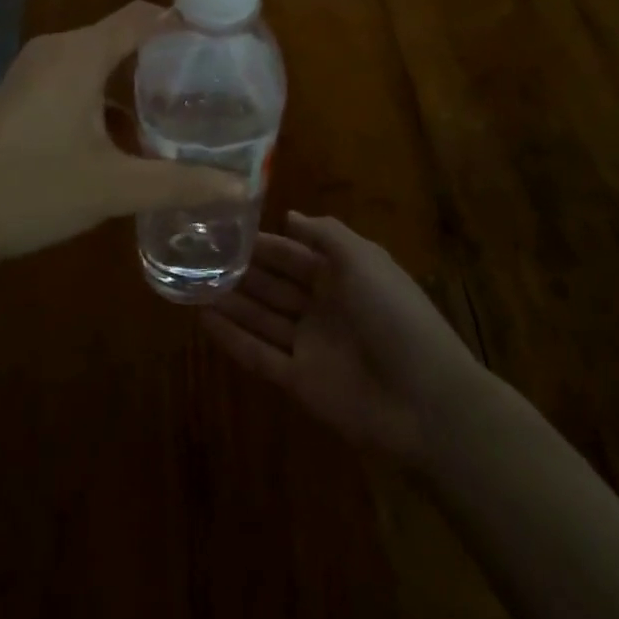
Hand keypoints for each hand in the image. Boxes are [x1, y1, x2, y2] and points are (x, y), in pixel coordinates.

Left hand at [0, 2, 247, 268]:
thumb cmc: (35, 190)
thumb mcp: (114, 188)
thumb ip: (180, 183)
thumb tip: (241, 187)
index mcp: (79, 54)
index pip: (142, 16)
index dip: (183, 22)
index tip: (222, 44)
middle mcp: (56, 48)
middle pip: (122, 34)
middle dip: (164, 56)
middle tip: (209, 86)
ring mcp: (32, 69)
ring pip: (97, 57)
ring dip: (133, 77)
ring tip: (175, 109)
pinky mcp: (20, 91)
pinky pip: (74, 75)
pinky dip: (104, 91)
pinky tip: (125, 131)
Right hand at [203, 212, 480, 467]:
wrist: (426, 401)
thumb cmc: (395, 316)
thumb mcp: (364, 259)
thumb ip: (325, 234)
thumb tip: (289, 216)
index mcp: (342, 276)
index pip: (293, 254)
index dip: (263, 244)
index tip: (225, 231)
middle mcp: (323, 307)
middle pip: (274, 285)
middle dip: (242, 272)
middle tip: (199, 257)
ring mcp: (310, 346)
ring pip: (262, 318)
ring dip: (231, 302)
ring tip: (192, 285)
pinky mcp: (300, 382)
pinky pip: (260, 355)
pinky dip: (234, 339)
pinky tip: (204, 321)